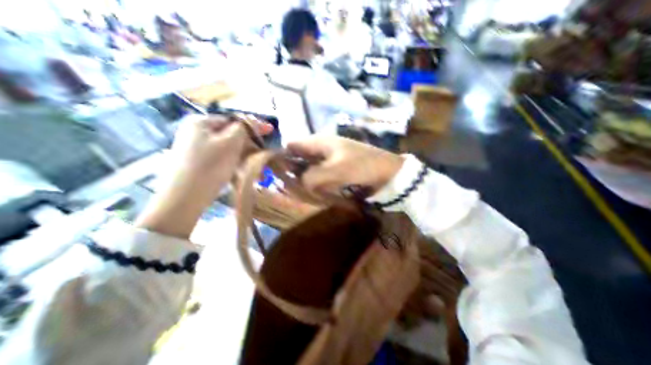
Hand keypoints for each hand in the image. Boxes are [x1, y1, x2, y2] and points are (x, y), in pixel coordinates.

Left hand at [138, 114, 272, 239]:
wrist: (183, 198)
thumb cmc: (209, 167)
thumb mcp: (230, 143)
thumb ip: (243, 129)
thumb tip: (253, 122)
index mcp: (201, 122)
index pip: (233, 119)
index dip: (254, 125)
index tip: (271, 130)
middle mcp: (197, 132)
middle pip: (230, 133)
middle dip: (249, 142)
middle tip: (264, 151)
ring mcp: (196, 148)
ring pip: (228, 147)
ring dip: (244, 154)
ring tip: (257, 164)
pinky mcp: (199, 162)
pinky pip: (222, 157)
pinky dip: (235, 161)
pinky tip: (243, 170)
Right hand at [289, 136, 404, 195]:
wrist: (388, 172)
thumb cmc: (363, 166)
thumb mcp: (337, 170)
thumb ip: (313, 176)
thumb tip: (300, 183)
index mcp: (320, 142)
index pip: (292, 145)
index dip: (282, 157)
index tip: (277, 174)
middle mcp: (322, 148)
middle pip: (299, 158)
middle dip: (294, 172)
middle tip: (291, 188)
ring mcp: (329, 158)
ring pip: (309, 168)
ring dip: (306, 179)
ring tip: (304, 192)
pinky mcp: (336, 168)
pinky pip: (321, 174)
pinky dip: (317, 182)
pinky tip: (318, 191)